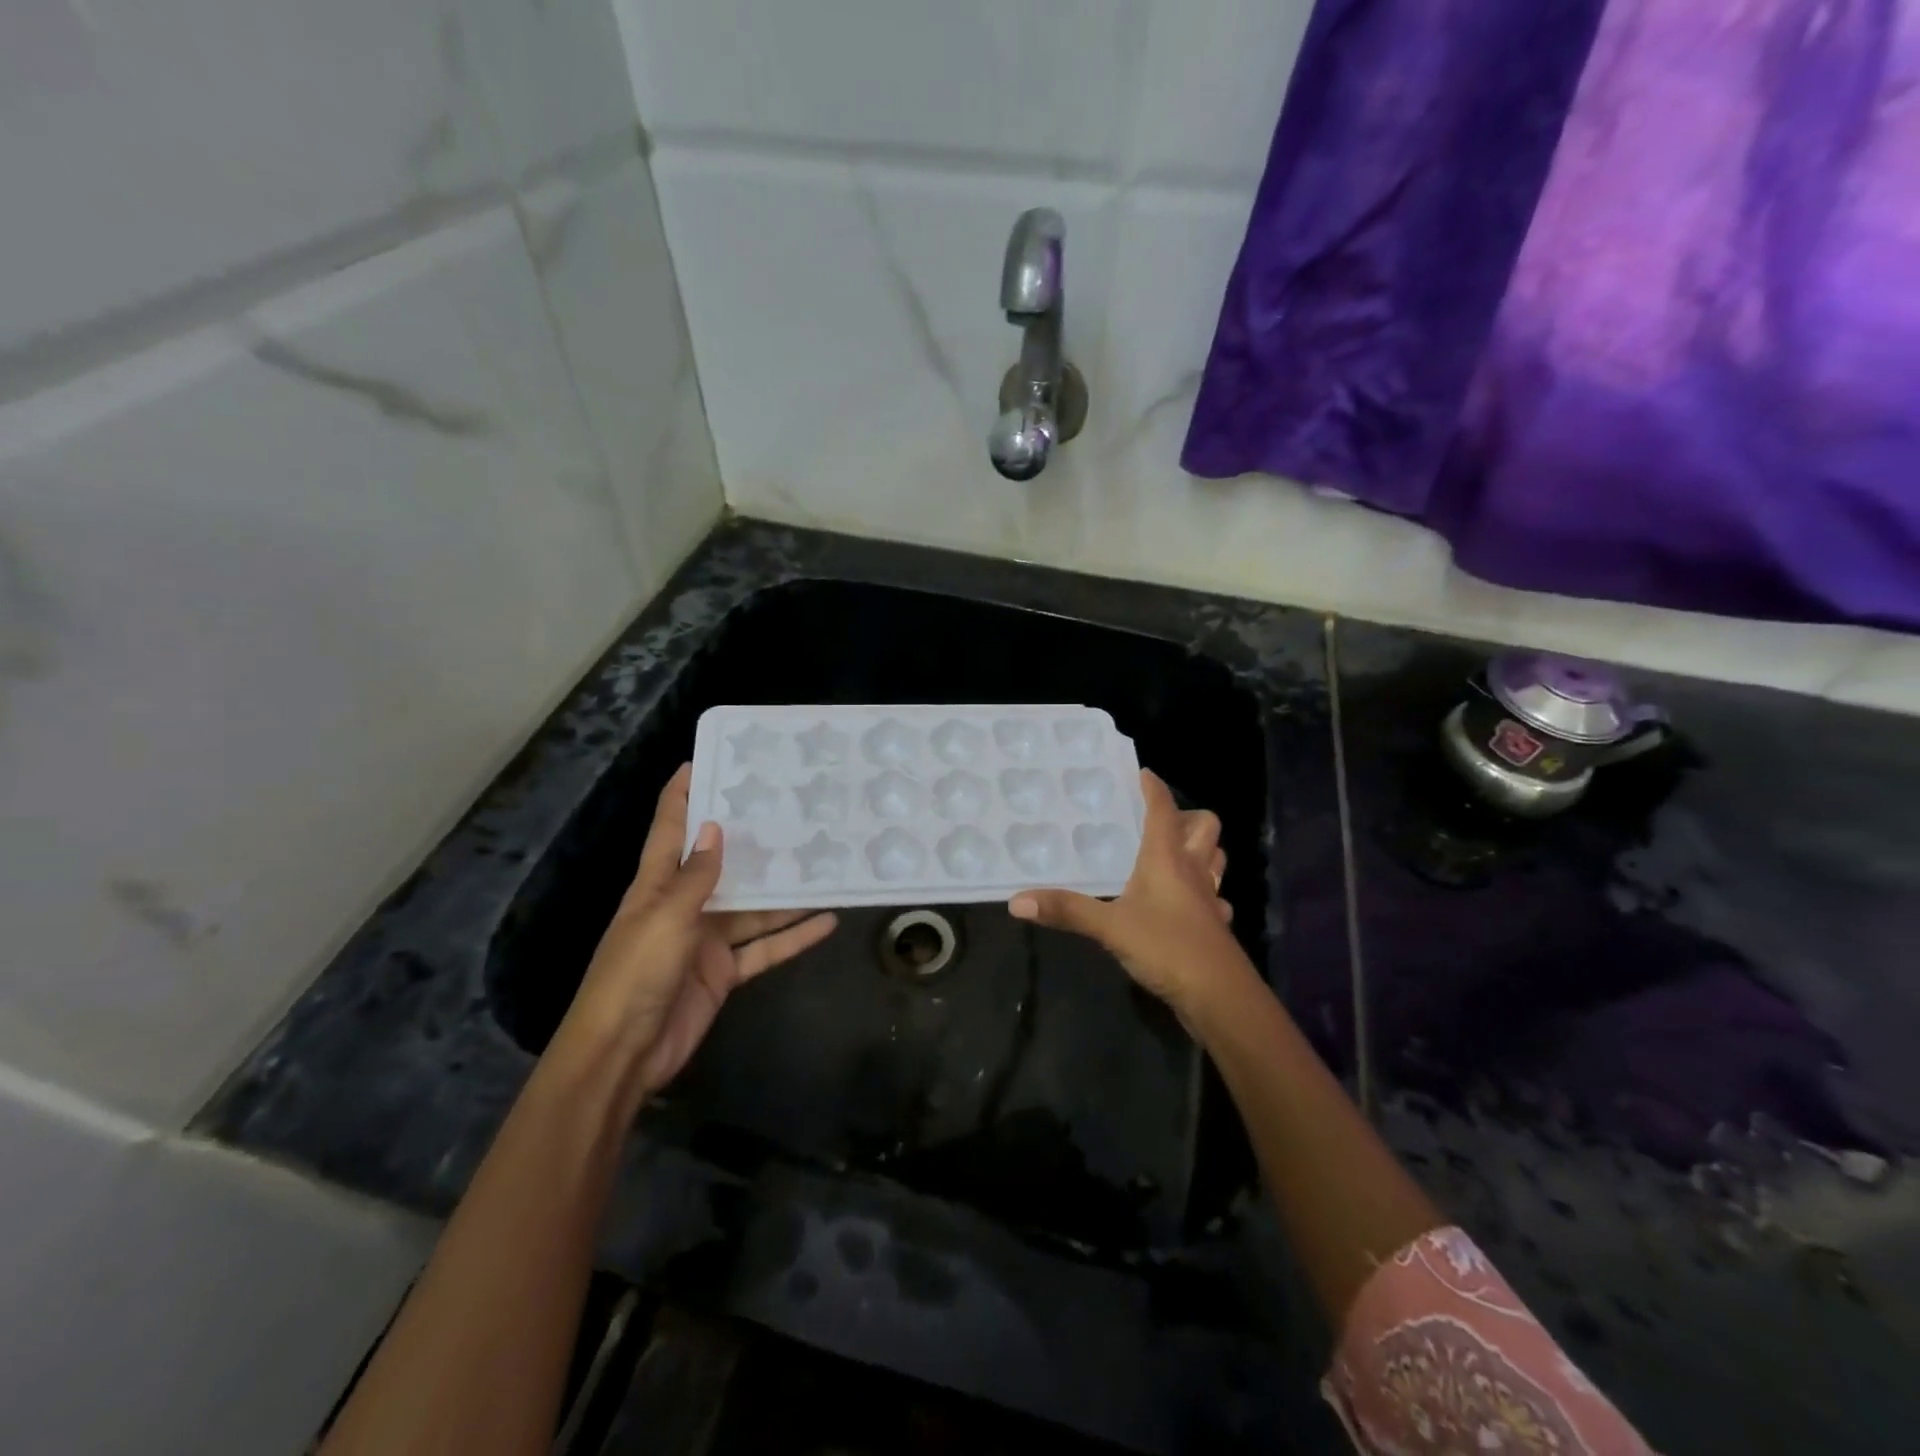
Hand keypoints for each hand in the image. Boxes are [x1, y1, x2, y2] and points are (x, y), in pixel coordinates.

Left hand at [554, 764, 836, 1095]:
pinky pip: (765, 948)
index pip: (670, 828)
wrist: (623, 1055)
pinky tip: (827, 920)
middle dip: (751, 839)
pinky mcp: (724, 973)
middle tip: (792, 809)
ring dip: (786, 892)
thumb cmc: (635, 975)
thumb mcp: (665, 918)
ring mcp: (705, 940)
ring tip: (824, 863)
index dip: (683, 794)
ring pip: (753, 907)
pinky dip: (794, 937)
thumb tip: (715, 828)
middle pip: (721, 864)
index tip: (706, 759)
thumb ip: (696, 877)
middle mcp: (682, 905)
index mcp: (656, 885)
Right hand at [1008, 769, 1242, 1012]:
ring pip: (1215, 859)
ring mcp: (1209, 898)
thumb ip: (1067, 911)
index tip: (1141, 773)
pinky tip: (1186, 903)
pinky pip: (1215, 897)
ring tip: (1172, 853)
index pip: (1163, 810)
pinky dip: (1204, 892)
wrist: (1220, 997)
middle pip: (1205, 827)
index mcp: (1167, 858)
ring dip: (1200, 849)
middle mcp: (1193, 870)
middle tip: (1158, 821)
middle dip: (1187, 817)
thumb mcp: (1109, 927)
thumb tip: (1018, 900)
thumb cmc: (1167, 947)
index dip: (1154, 788)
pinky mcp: (1215, 926)